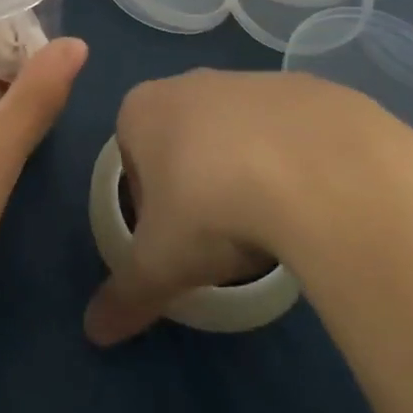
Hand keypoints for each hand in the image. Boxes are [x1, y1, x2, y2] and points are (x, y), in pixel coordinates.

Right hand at [83, 69, 412, 344]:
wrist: (318, 170)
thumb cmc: (212, 208)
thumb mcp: (161, 264)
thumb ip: (125, 295)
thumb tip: (94, 333)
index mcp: (143, 108)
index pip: (132, 156)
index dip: (149, 202)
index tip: (175, 239)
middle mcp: (192, 82)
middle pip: (183, 139)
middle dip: (197, 183)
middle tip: (222, 236)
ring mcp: (252, 79)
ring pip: (238, 132)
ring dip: (247, 169)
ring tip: (273, 223)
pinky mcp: (308, 87)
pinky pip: (292, 132)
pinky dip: (297, 161)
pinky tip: (315, 200)